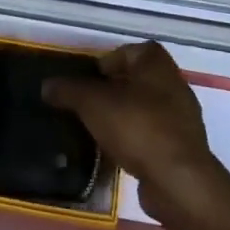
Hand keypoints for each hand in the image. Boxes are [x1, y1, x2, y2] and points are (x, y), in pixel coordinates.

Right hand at [42, 41, 225, 222]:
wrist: (177, 179)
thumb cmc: (136, 126)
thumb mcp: (93, 103)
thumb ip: (69, 90)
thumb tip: (47, 85)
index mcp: (156, 63)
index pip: (130, 51)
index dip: (108, 61)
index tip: (89, 80)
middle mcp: (173, 83)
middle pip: (137, 79)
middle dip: (113, 90)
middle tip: (88, 104)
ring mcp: (182, 116)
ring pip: (145, 107)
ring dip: (124, 115)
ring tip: (98, 130)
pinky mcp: (183, 146)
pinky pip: (153, 134)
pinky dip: (136, 139)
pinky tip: (118, 153)